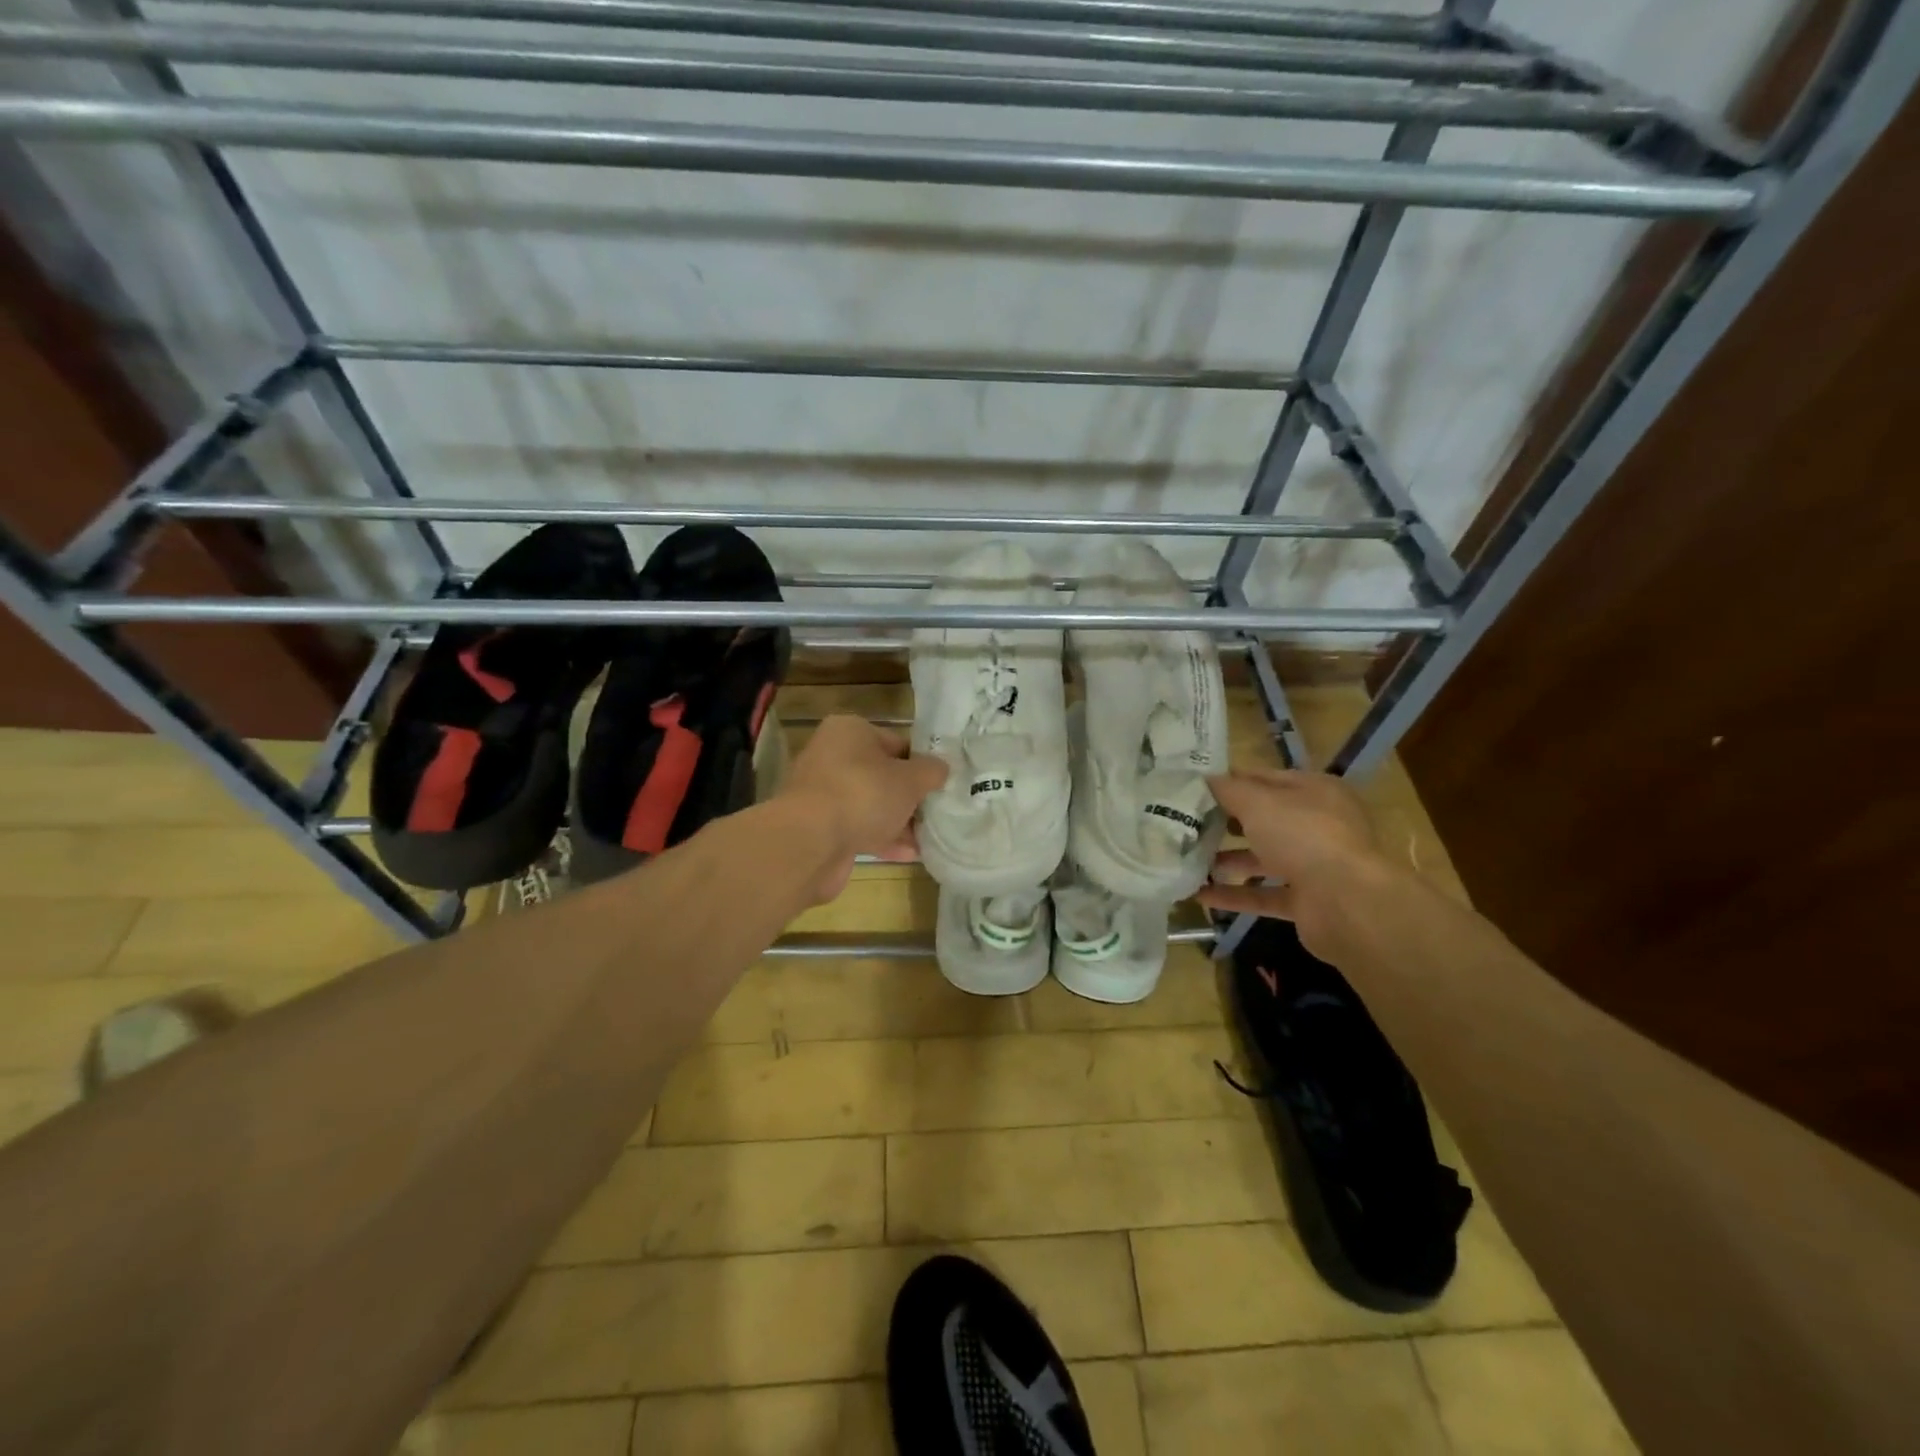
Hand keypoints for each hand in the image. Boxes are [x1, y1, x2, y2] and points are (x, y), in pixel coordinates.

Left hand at [776, 715, 948, 902]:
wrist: (810, 842)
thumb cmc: (863, 794)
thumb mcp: (910, 779)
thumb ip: (931, 771)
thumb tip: (941, 768)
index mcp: (850, 731)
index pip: (896, 742)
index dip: (921, 763)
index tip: (940, 784)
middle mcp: (831, 756)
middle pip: (881, 775)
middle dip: (909, 796)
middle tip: (936, 812)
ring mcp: (823, 793)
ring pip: (870, 804)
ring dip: (897, 821)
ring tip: (928, 837)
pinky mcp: (819, 826)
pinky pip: (857, 827)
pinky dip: (881, 838)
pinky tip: (908, 854)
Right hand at [1197, 768, 1394, 956]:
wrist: (1349, 903)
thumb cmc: (1304, 836)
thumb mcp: (1258, 803)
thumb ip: (1229, 790)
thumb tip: (1204, 780)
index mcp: (1314, 791)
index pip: (1265, 779)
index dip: (1230, 781)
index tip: (1193, 788)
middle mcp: (1317, 825)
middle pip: (1265, 819)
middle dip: (1226, 822)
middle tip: (1185, 823)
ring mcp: (1314, 865)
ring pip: (1263, 857)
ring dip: (1227, 859)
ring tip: (1187, 859)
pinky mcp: (1307, 901)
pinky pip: (1264, 894)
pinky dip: (1234, 895)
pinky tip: (1200, 894)